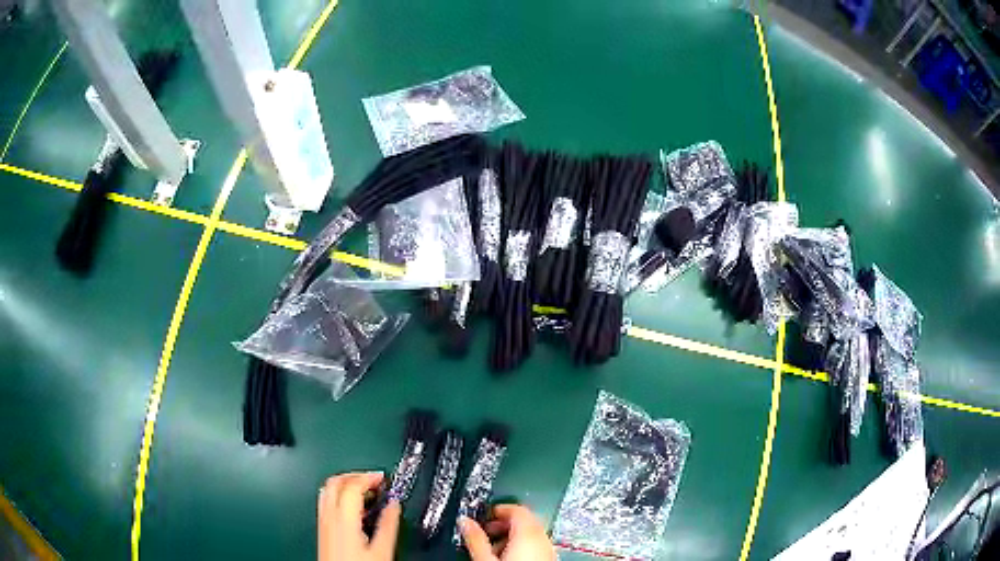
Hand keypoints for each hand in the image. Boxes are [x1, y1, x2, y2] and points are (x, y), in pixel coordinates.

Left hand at [318, 472, 400, 560]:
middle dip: (355, 475)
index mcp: (344, 517)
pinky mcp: (322, 529)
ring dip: (345, 483)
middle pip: (335, 481)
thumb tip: (394, 505)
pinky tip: (352, 507)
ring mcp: (322, 521)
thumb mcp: (382, 550)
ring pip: (327, 489)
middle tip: (373, 479)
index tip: (383, 478)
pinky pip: (325, 502)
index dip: (368, 476)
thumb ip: (388, 525)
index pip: (352, 484)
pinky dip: (338, 495)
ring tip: (363, 488)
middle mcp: (328, 515)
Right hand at [460, 504, 555, 560]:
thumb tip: (464, 521)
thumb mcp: (485, 557)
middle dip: (502, 524)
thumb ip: (475, 537)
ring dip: (511, 537)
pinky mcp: (550, 559)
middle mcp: (544, 538)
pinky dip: (522, 547)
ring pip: (531, 535)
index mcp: (529, 532)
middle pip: (524, 521)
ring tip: (493, 549)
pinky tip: (508, 558)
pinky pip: (537, 546)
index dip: (497, 509)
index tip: (483, 515)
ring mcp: (549, 550)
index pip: (516, 509)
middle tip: (485, 531)